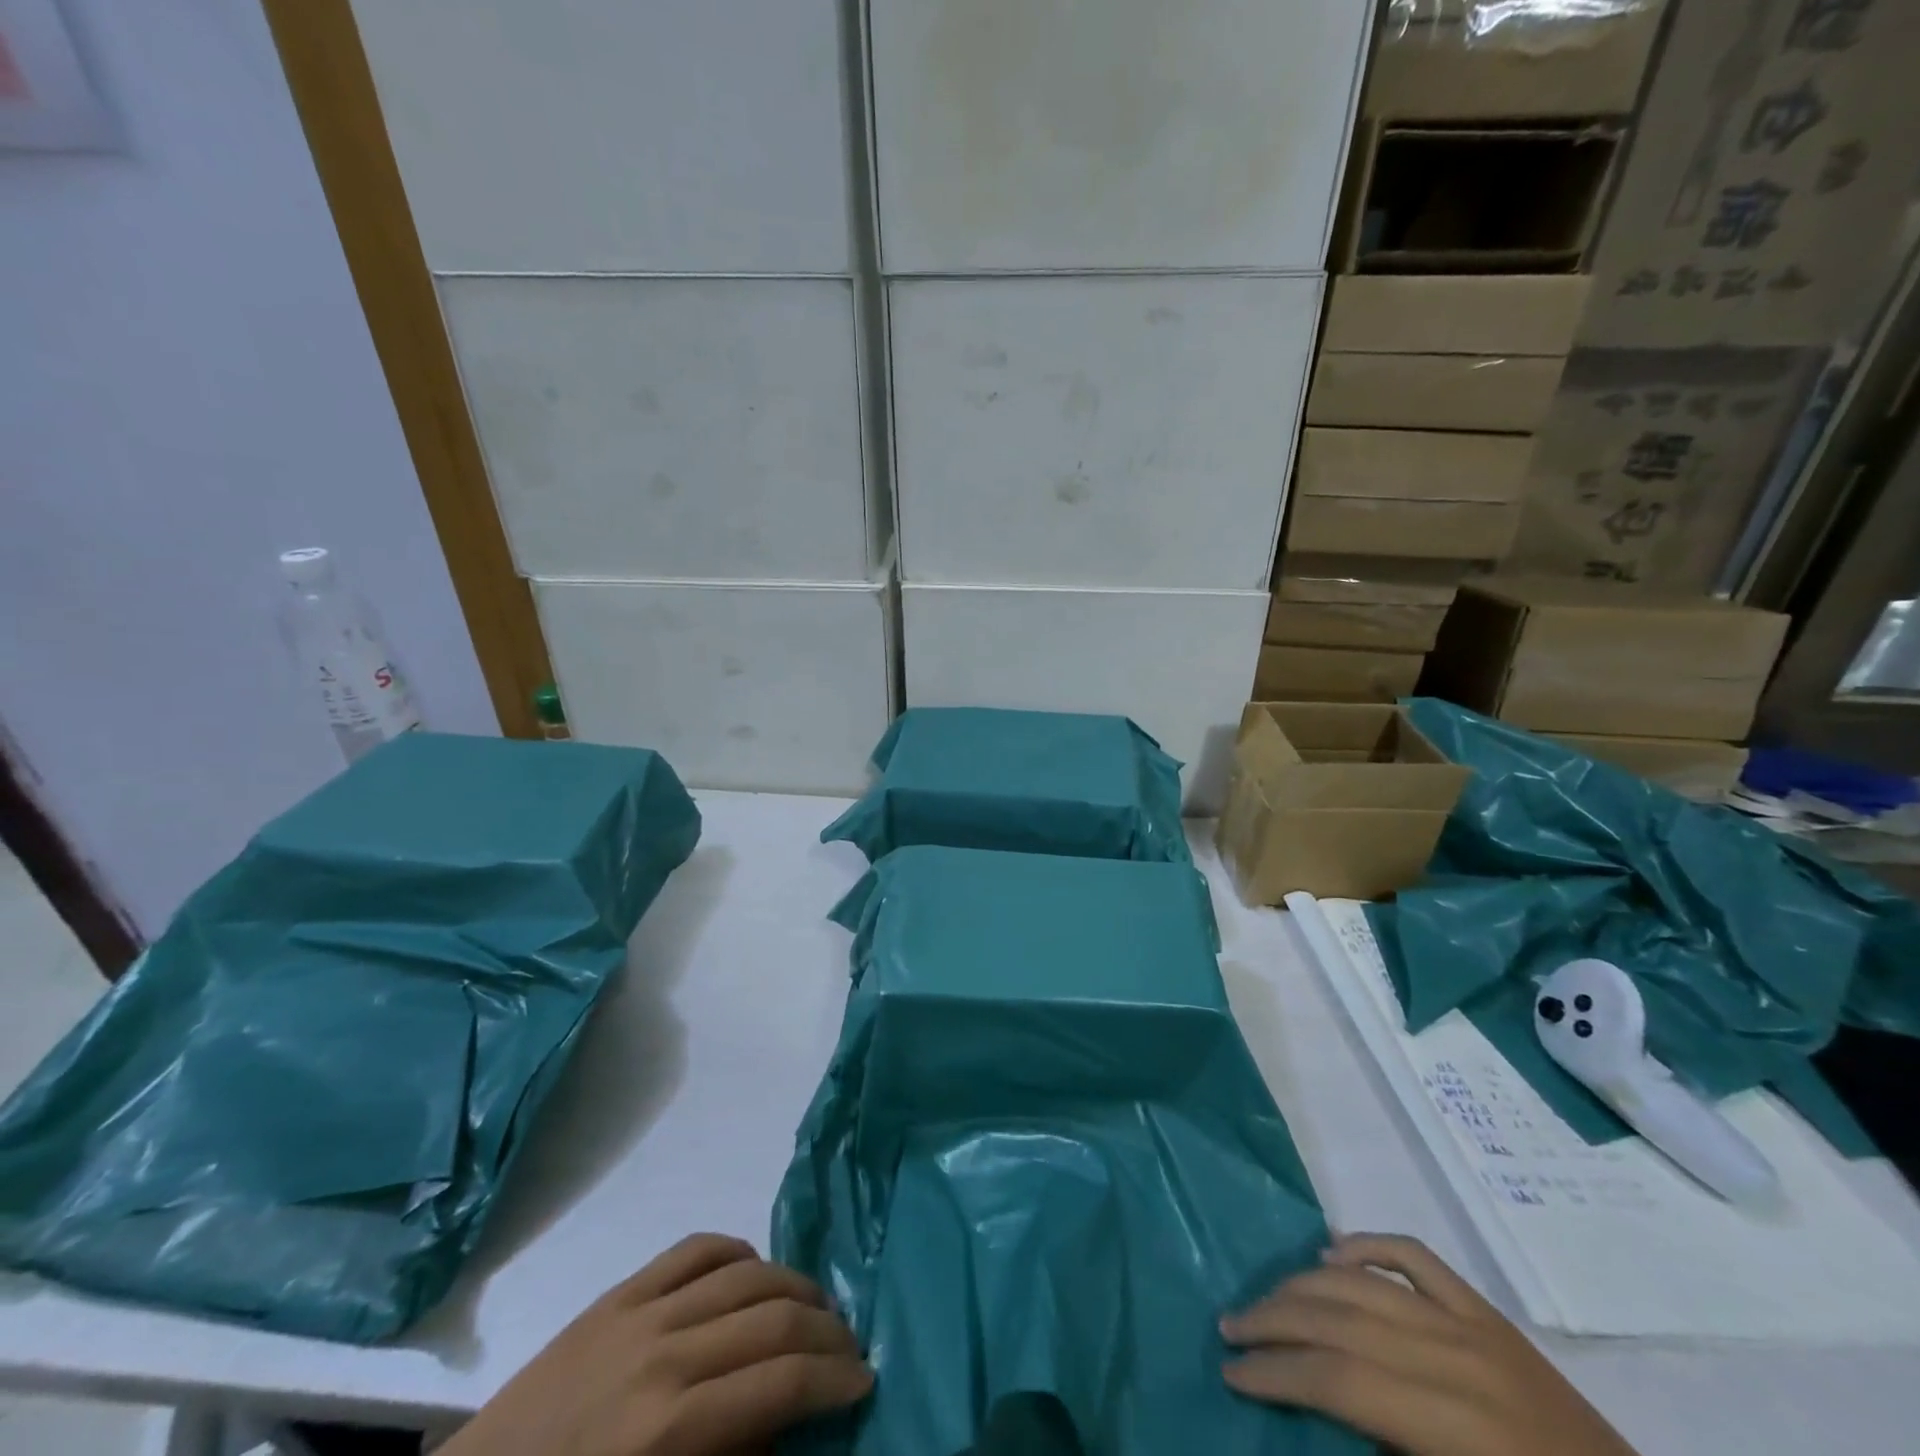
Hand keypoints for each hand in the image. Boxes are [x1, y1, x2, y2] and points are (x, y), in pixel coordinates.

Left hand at [442, 1234, 871, 1455]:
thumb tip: (788, 1423)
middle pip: (773, 1317)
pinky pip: (695, 1249)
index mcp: (671, 1427)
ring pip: (745, 1272)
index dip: (834, 1379)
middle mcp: (664, 1352)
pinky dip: (737, 1252)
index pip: (781, 1380)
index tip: (864, 1382)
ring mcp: (640, 1311)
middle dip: (826, 1331)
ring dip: (794, 1285)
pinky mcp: (618, 1292)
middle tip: (851, 1348)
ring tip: (817, 1308)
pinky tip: (755, 1271)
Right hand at [1221, 1234, 1636, 1455]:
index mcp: (1456, 1423)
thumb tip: (1314, 1413)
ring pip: (1363, 1281)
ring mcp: (1475, 1324)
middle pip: (1341, 1320)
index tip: (1231, 1374)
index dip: (1277, 1374)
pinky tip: (1330, 1254)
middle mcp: (1458, 1357)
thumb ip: (1382, 1448)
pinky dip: (1365, 1245)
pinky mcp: (1489, 1312)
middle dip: (1274, 1322)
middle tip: (1229, 1329)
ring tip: (1263, 1298)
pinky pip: (1415, 1256)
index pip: (1339, 1380)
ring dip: (1302, 1285)